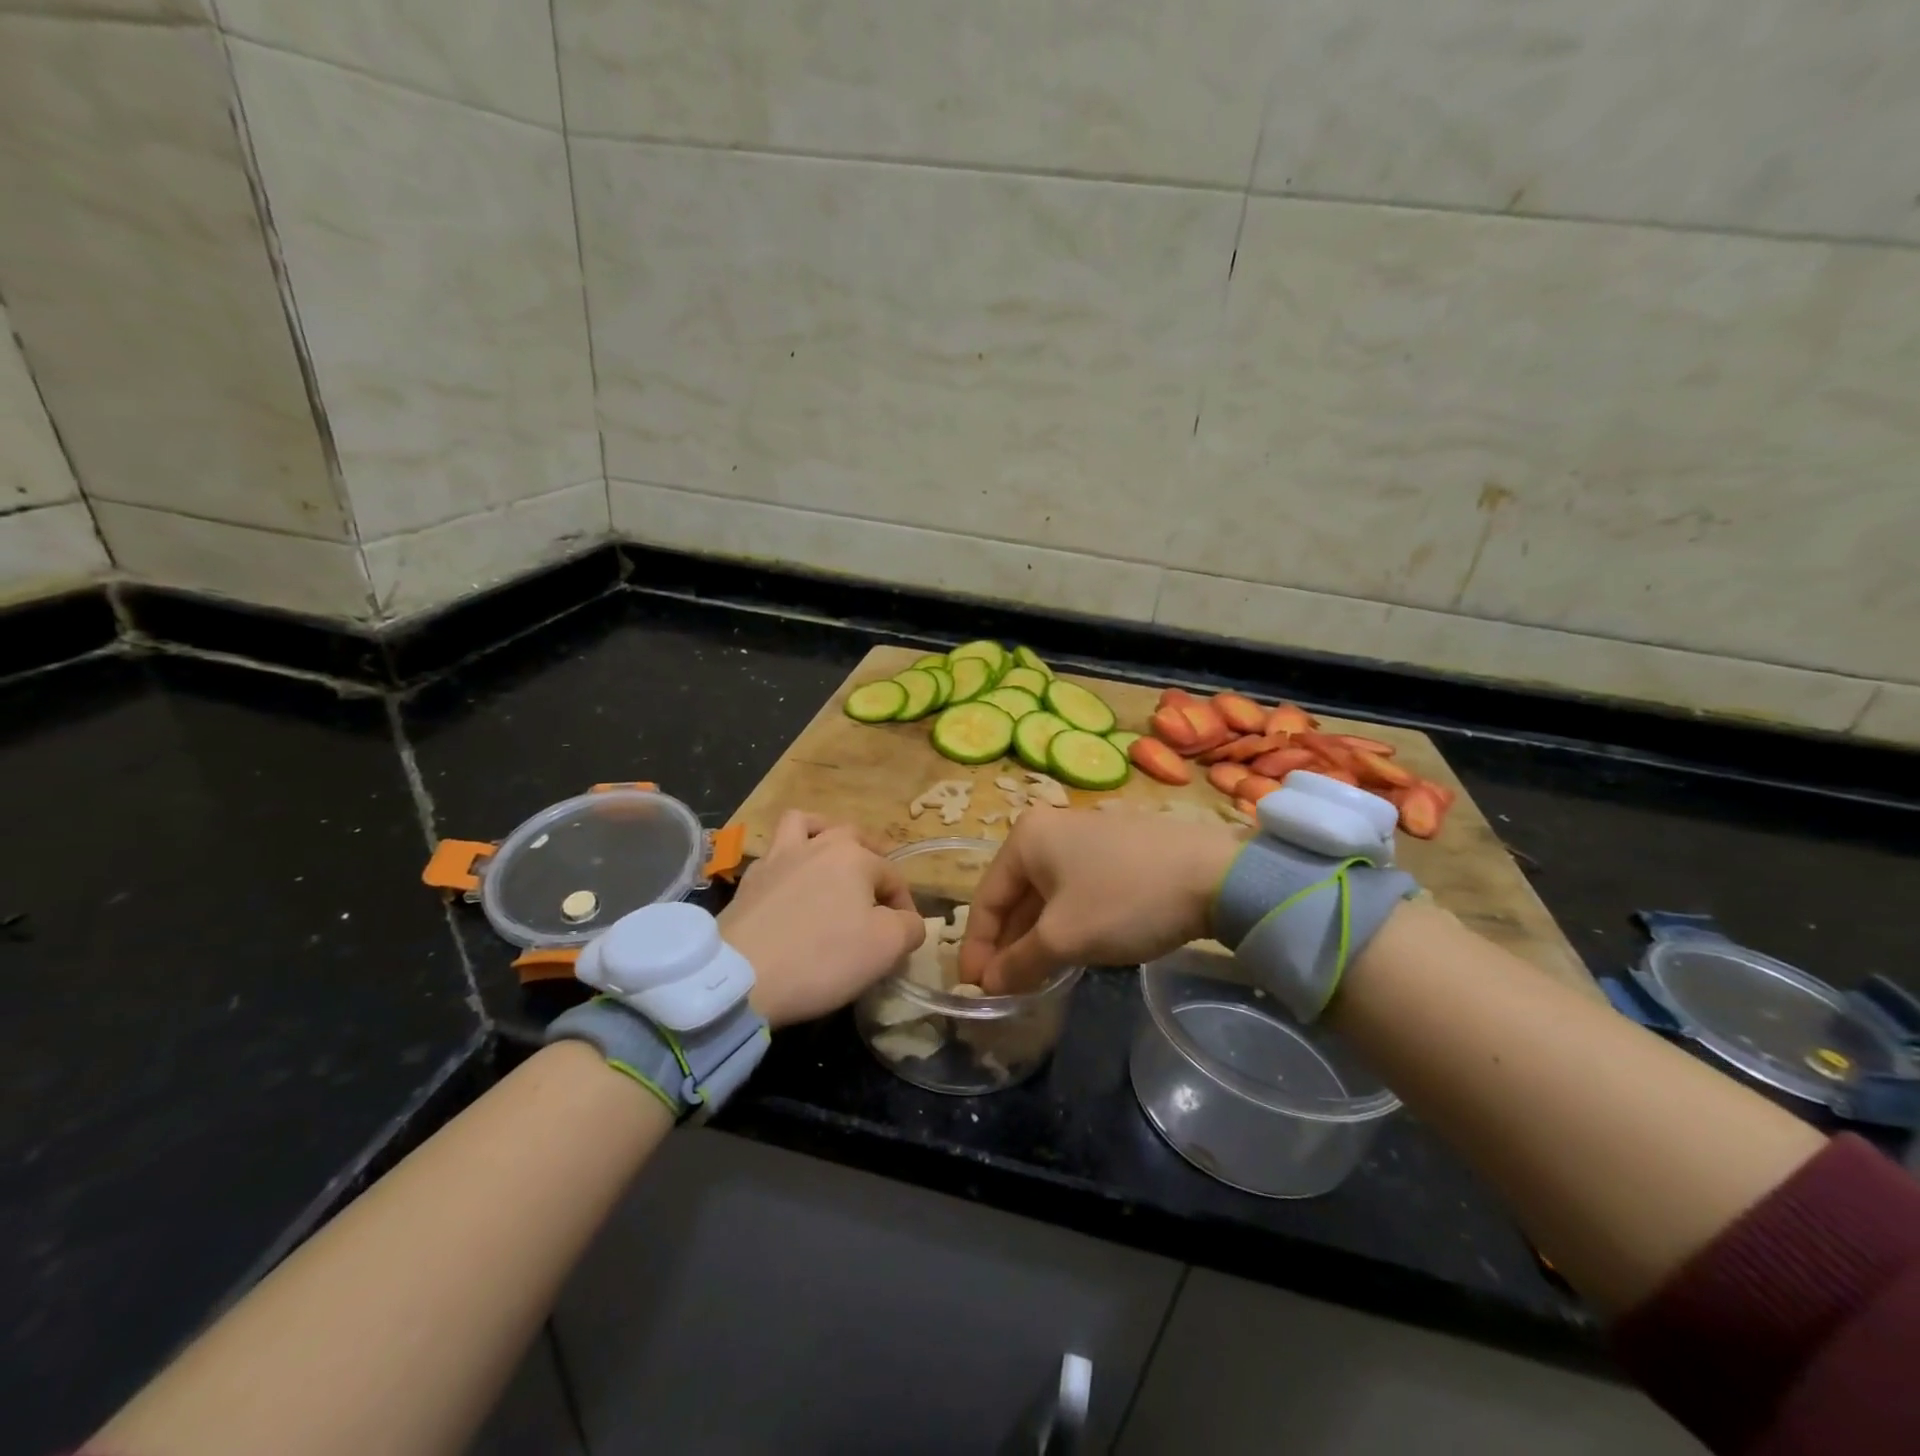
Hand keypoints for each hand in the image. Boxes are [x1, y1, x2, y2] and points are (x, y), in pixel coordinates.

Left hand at [721, 812, 925, 1027]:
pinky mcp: (749, 880)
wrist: (740, 976)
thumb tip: (909, 921)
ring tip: (829, 856)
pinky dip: (788, 860)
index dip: (905, 906)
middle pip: (852, 837)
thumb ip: (909, 928)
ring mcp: (778, 858)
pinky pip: (774, 853)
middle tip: (876, 887)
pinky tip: (790, 884)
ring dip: (823, 833)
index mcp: (854, 857)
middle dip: (871, 857)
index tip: (904, 937)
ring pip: (805, 825)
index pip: (893, 875)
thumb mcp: (885, 948)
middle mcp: (817, 845)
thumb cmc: (822, 957)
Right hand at [958, 806, 1242, 992]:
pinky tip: (1072, 951)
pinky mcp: (1117, 852)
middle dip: (1007, 945)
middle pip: (1015, 896)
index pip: (986, 899)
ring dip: (1036, 938)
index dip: (977, 948)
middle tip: (1003, 990)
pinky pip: (1075, 891)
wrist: (1216, 876)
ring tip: (1033, 978)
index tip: (974, 990)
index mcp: (1026, 838)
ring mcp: (1086, 838)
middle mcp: (1050, 829)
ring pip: (1046, 896)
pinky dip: (1065, 923)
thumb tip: (988, 984)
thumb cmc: (1125, 900)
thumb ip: (1018, 963)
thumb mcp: (1064, 938)